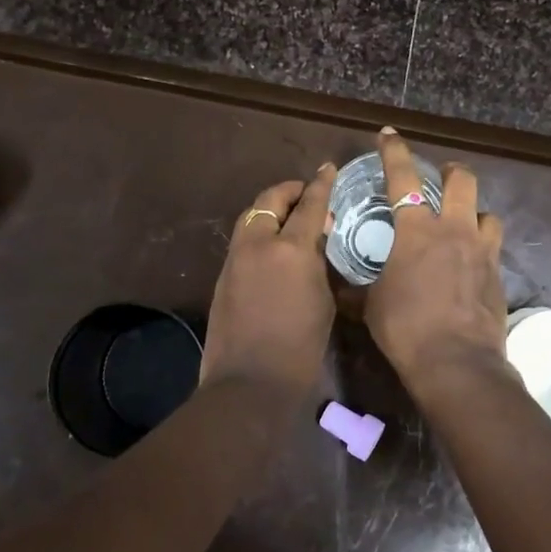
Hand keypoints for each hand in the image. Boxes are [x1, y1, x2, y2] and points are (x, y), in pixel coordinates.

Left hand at [199, 164, 337, 398]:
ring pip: (251, 218)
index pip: (310, 205)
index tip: (328, 169)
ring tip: (288, 217)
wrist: (250, 382)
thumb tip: (316, 244)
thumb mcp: (323, 302)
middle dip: (289, 191)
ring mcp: (235, 259)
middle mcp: (258, 244)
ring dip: (270, 210)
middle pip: (270, 200)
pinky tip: (271, 247)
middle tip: (305, 193)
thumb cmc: (300, 348)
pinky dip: (258, 233)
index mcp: (291, 249)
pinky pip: (242, 241)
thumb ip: (319, 265)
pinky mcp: (222, 276)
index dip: (321, 185)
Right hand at [364, 128, 507, 384]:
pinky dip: (480, 247)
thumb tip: (339, 285)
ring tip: (461, 224)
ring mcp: (482, 251)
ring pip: (487, 213)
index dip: (394, 151)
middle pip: (462, 181)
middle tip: (440, 178)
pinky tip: (469, 265)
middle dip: (451, 171)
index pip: (403, 177)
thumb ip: (356, 287)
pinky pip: (492, 248)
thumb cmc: (405, 328)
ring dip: (473, 212)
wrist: (456, 363)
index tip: (389, 133)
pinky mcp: (498, 275)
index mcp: (417, 230)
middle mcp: (454, 230)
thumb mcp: (369, 305)